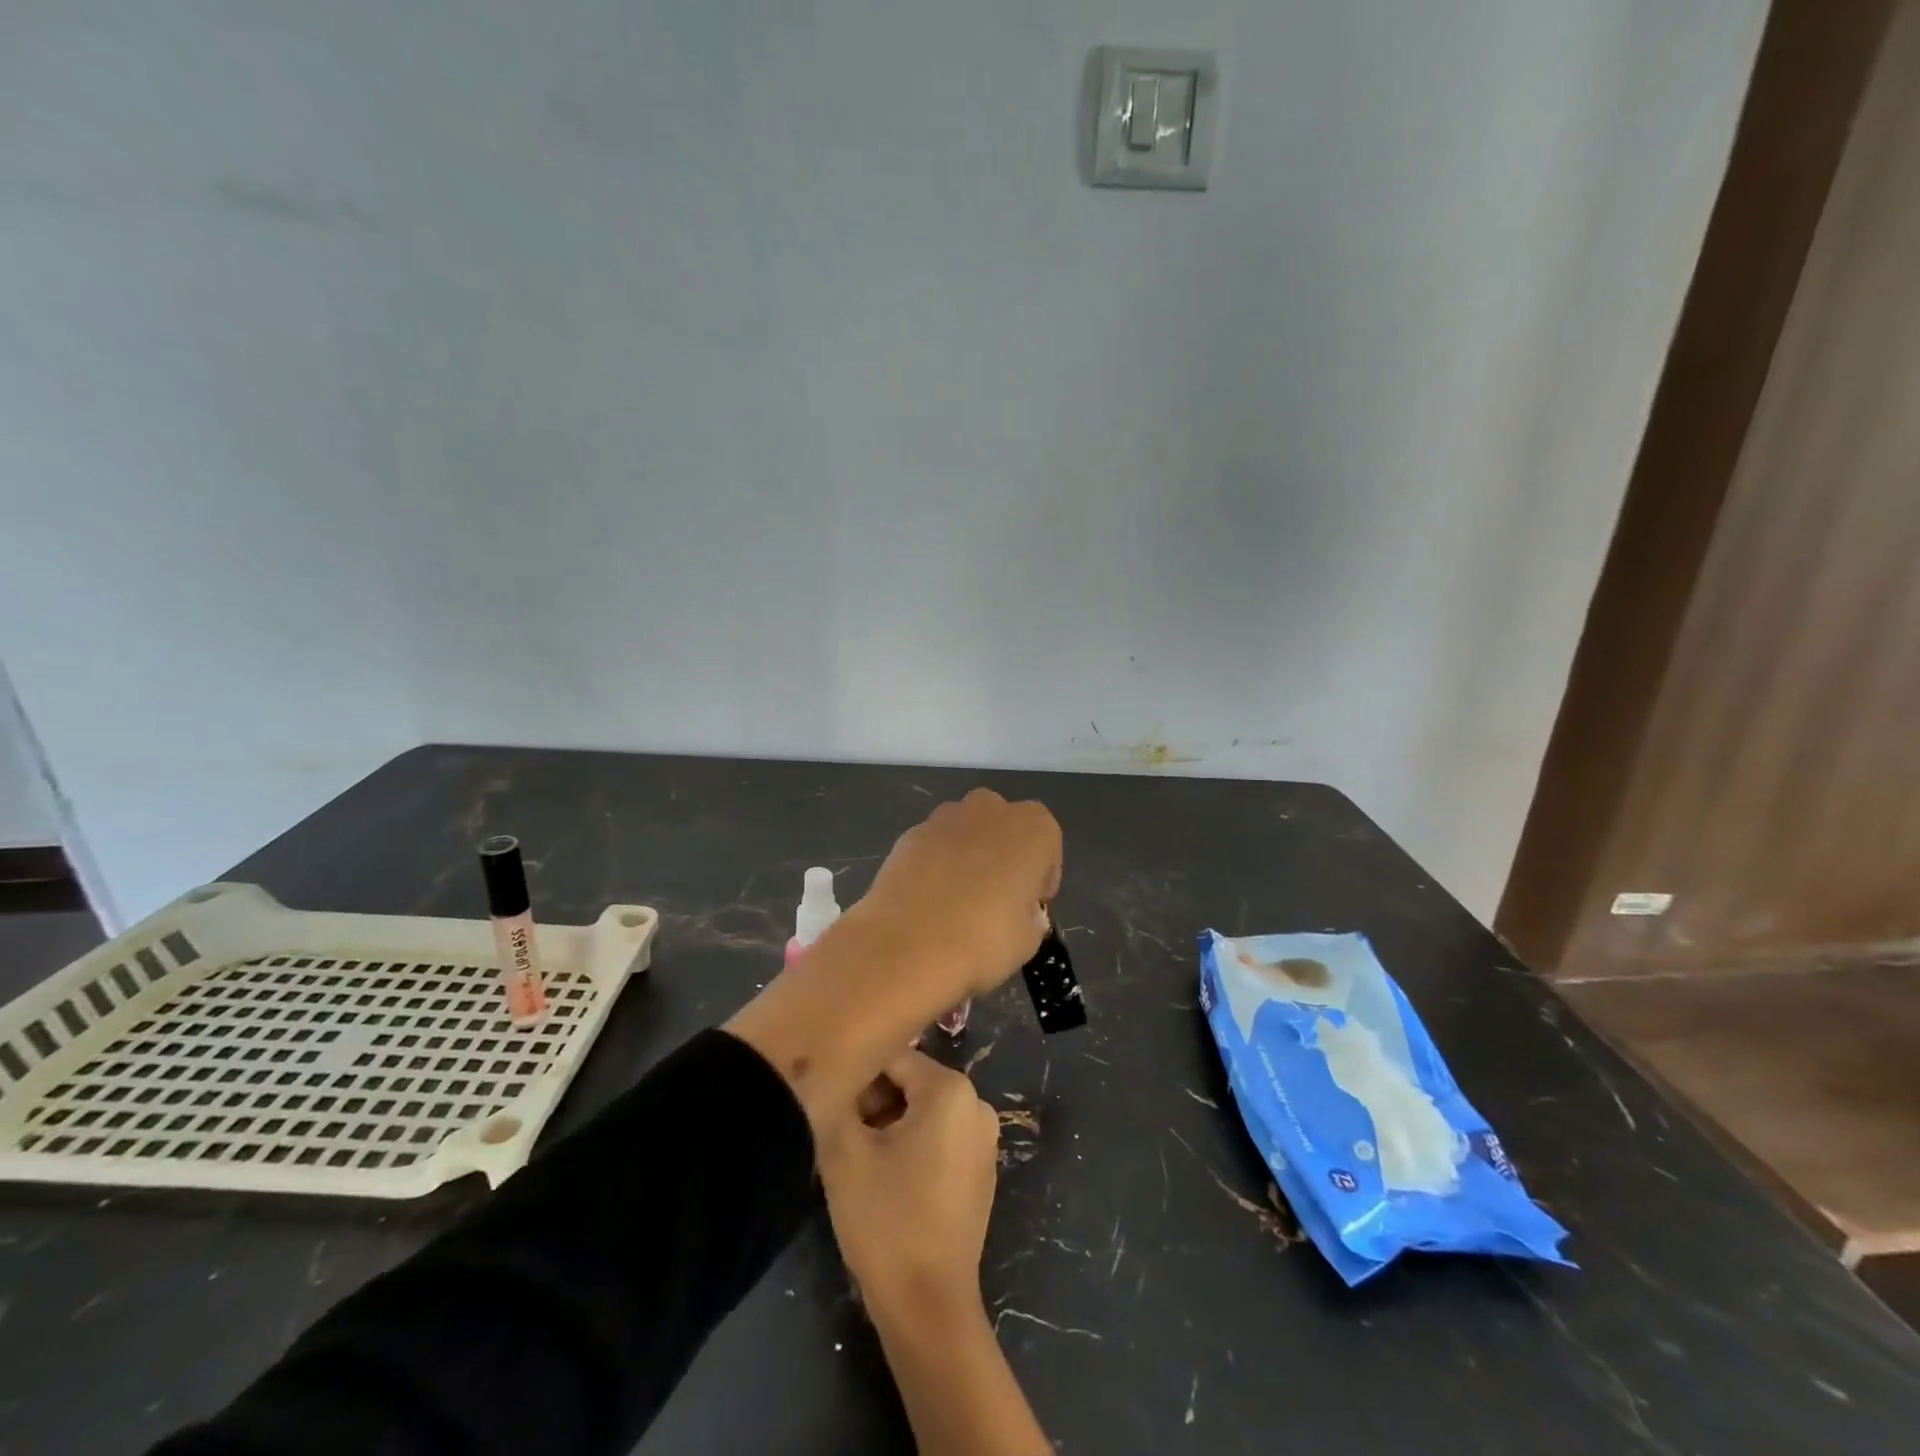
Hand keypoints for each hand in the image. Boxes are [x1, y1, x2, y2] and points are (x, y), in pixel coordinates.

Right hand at [820, 1050, 999, 1318]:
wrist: (928, 1306)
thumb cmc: (886, 1220)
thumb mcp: (844, 1150)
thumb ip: (838, 1097)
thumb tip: (836, 1077)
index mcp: (951, 1089)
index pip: (892, 1057)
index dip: (857, 1076)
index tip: (831, 1104)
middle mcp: (976, 1103)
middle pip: (910, 1082)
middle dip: (873, 1102)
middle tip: (842, 1136)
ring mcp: (983, 1138)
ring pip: (922, 1110)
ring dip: (887, 1124)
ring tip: (860, 1159)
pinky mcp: (980, 1169)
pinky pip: (938, 1136)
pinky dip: (910, 1145)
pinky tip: (886, 1179)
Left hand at [849, 788, 1062, 1005]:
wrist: (907, 945)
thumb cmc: (984, 939)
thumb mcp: (1029, 939)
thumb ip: (1030, 915)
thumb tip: (1017, 910)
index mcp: (1032, 827)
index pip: (1048, 847)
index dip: (1041, 879)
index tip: (1031, 908)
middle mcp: (990, 809)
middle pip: (1005, 827)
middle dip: (1004, 855)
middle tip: (997, 899)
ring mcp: (944, 818)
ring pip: (966, 832)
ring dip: (968, 856)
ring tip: (958, 902)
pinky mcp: (908, 835)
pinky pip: (933, 847)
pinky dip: (935, 866)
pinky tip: (928, 902)